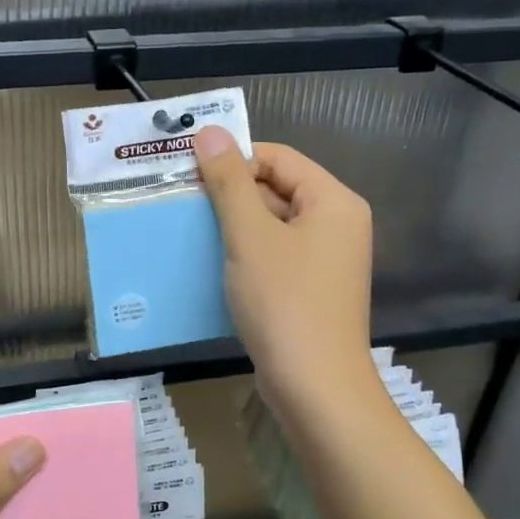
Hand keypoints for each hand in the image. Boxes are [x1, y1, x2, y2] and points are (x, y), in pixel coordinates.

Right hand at [192, 127, 377, 416]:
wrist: (314, 387)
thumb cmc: (284, 302)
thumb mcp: (249, 235)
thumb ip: (228, 182)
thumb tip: (210, 131)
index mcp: (333, 201)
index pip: (278, 157)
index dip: (234, 159)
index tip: (189, 174)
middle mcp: (336, 224)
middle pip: (276, 188)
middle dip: (230, 193)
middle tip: (183, 202)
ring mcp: (325, 259)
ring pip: (272, 224)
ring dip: (232, 224)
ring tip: (189, 231)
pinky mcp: (310, 288)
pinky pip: (273, 254)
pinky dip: (244, 253)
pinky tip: (211, 263)